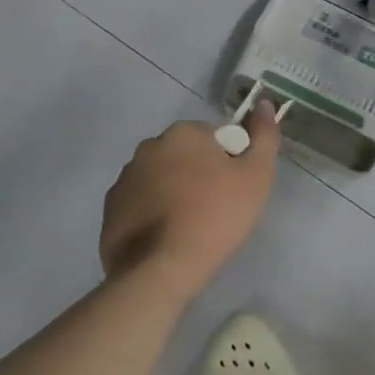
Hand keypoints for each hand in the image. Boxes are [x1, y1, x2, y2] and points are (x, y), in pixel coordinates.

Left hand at [99, 103, 279, 300]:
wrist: (160, 271)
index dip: (229, 162)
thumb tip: (264, 103)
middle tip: (215, 209)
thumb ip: (264, 136)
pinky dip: (152, 214)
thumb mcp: (256, 176)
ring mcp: (125, 179)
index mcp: (183, 133)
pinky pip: (140, 204)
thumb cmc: (215, 216)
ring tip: (189, 227)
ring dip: (174, 192)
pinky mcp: (110, 210)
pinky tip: (165, 238)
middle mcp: (149, 147)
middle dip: (199, 174)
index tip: (234, 189)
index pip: (215, 137)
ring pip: (161, 178)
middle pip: (186, 155)